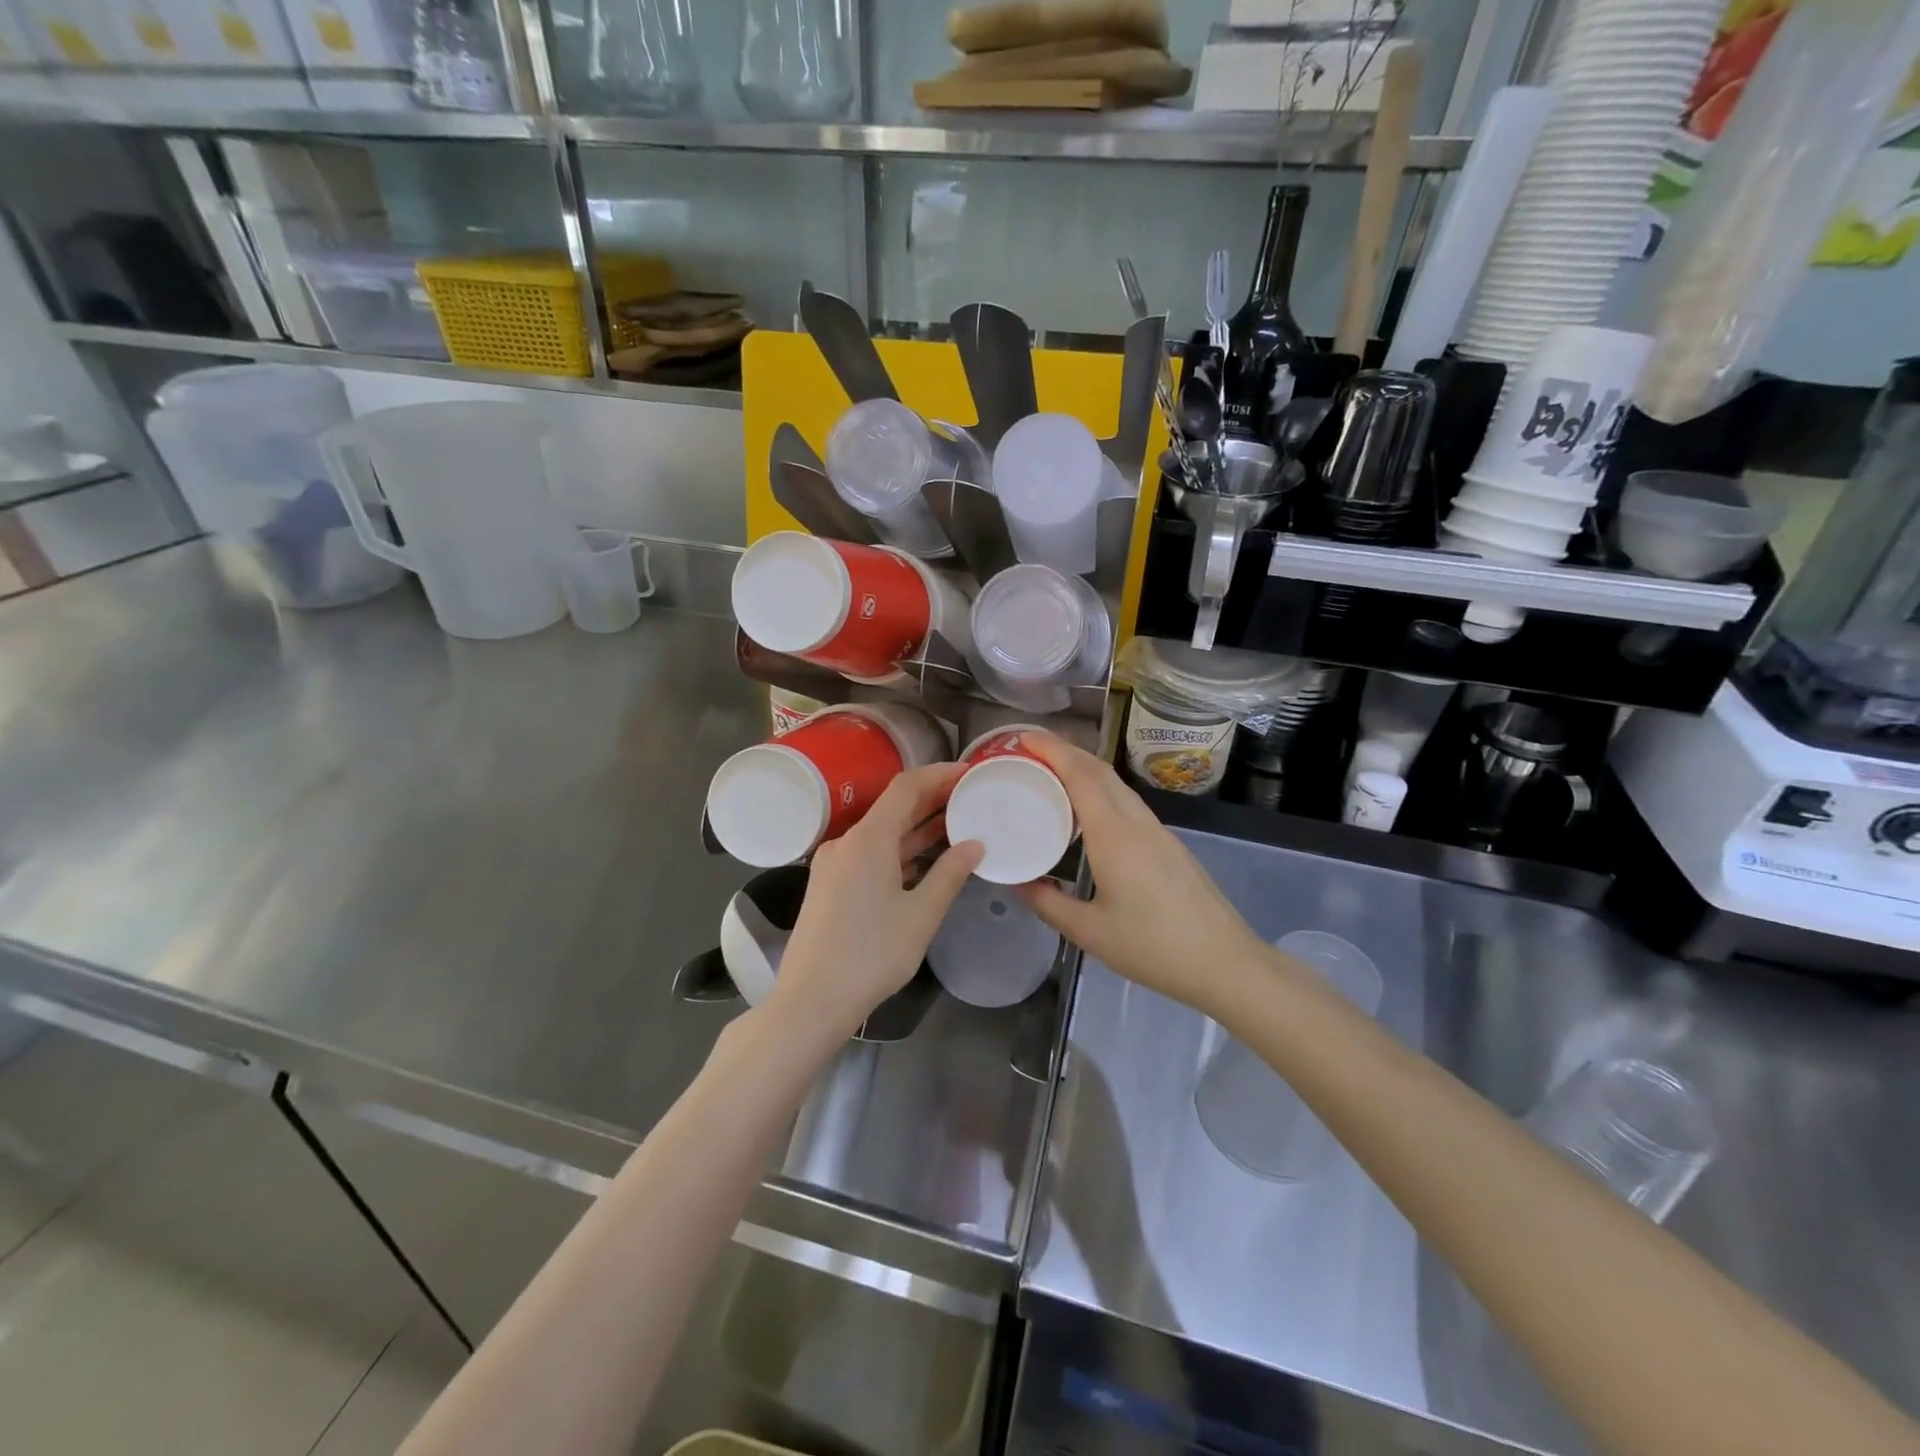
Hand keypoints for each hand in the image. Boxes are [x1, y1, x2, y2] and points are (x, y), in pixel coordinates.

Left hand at [770, 762, 983, 1043]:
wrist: (811, 1000)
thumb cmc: (872, 955)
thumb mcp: (921, 914)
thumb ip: (950, 874)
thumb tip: (975, 844)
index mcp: (868, 839)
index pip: (906, 787)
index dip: (938, 775)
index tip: (968, 773)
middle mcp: (847, 842)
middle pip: (892, 808)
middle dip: (931, 800)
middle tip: (970, 797)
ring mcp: (834, 863)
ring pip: (882, 833)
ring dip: (916, 828)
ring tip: (957, 824)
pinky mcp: (830, 885)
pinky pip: (870, 854)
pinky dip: (899, 851)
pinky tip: (924, 859)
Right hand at [1016, 733, 1265, 1012]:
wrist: (1225, 963)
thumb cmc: (1153, 947)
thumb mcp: (1090, 932)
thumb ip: (1049, 903)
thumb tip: (1018, 883)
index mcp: (1114, 835)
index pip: (1080, 775)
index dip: (1051, 749)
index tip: (1023, 737)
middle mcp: (1137, 822)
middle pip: (1100, 770)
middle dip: (1065, 751)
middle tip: (1029, 752)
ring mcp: (1158, 832)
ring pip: (1117, 785)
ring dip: (1084, 771)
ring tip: (1051, 778)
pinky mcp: (1170, 845)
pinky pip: (1129, 804)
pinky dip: (1101, 793)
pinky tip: (1087, 816)